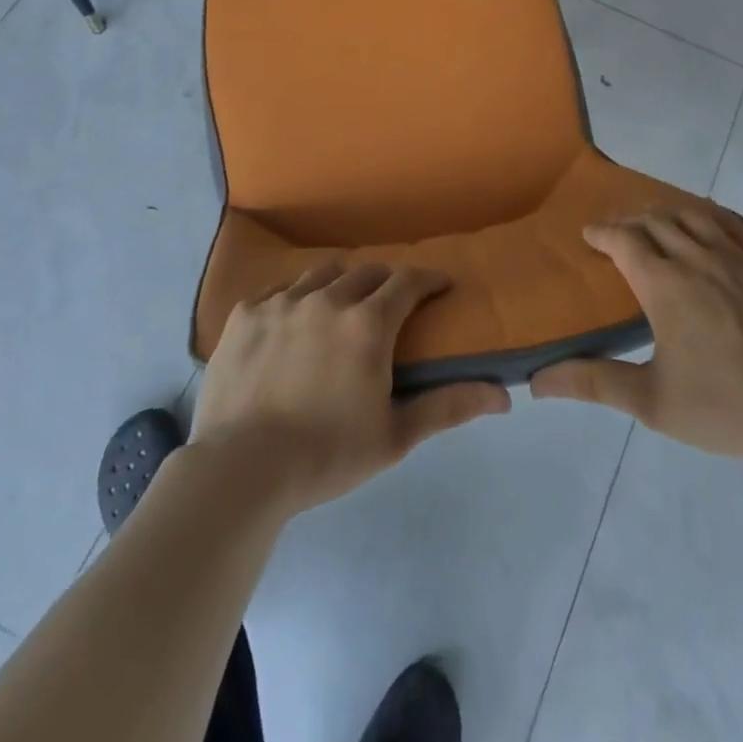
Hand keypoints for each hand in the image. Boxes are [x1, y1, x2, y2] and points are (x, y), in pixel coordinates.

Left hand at [189, 261, 510, 516]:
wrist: (239, 469)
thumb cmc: (326, 455)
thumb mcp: (395, 436)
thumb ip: (448, 407)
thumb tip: (503, 395)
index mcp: (367, 323)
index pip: (407, 282)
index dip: (429, 279)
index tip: (441, 285)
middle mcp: (326, 299)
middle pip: (366, 272)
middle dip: (388, 280)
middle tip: (394, 302)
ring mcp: (281, 301)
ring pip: (322, 273)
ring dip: (342, 282)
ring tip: (344, 303)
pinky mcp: (245, 313)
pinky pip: (280, 289)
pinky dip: (297, 296)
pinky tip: (294, 319)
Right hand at [530, 207, 742, 475]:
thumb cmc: (725, 406)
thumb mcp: (652, 402)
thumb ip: (593, 384)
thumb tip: (536, 382)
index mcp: (665, 285)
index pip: (624, 240)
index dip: (603, 232)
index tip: (590, 234)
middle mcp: (697, 258)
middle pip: (656, 221)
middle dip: (630, 220)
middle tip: (618, 232)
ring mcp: (738, 258)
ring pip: (693, 215)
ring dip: (667, 212)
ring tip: (656, 222)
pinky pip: (735, 223)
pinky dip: (711, 214)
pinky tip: (708, 221)